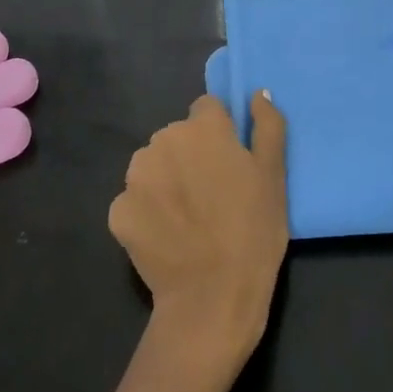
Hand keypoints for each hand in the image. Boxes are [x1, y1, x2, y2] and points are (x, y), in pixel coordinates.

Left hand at [109, 93, 288, 365]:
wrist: (212, 298)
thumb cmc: (253, 232)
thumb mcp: (274, 175)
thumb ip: (267, 125)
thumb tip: (258, 93)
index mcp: (202, 127)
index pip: (207, 110)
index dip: (220, 133)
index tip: (230, 163)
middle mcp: (163, 140)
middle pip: (178, 137)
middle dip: (191, 156)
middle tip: (213, 195)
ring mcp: (136, 176)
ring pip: (154, 165)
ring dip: (167, 180)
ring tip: (189, 218)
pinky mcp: (118, 211)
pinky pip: (136, 200)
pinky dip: (149, 212)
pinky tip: (167, 236)